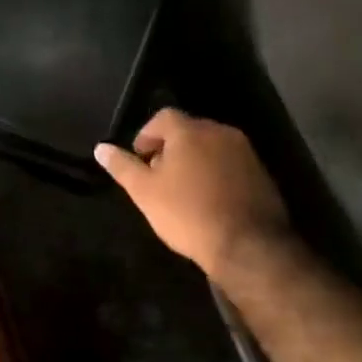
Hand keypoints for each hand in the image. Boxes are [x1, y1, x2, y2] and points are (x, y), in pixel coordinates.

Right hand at [95, 108, 289, 284]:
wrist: (247, 244)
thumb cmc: (186, 213)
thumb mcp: (144, 192)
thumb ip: (122, 166)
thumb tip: (101, 148)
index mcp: (190, 132)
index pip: (163, 117)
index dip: (146, 135)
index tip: (140, 159)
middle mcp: (220, 132)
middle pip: (188, 130)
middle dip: (170, 147)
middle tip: (157, 176)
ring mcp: (245, 152)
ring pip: (210, 146)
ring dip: (193, 160)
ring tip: (181, 190)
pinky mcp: (260, 172)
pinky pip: (229, 163)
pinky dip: (214, 173)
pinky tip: (207, 199)